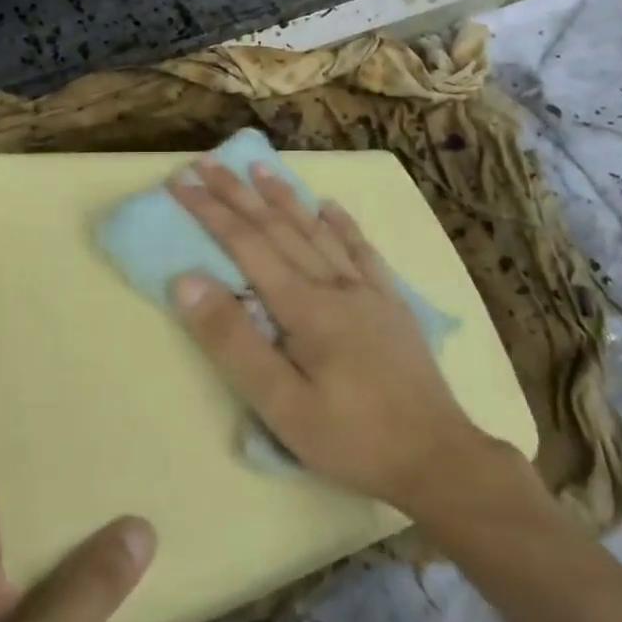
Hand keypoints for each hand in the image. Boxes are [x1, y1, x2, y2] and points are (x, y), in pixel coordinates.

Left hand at [0, 386, 155, 621]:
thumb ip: (81, 597)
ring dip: (50, 481)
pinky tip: (92, 542)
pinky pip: (21, 558)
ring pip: (12, 512)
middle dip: (39, 426)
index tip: (25, 338)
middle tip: (93, 385)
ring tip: (104, 446)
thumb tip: (141, 523)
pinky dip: (54, 535)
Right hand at [167, 159, 487, 511]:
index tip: (181, 183)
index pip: (246, 244)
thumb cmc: (351, 438)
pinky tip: (331, 206)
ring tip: (260, 168)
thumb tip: (188, 280)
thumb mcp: (280, 404)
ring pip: (317, 230)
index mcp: (304, 305)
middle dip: (238, 193)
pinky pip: (362, 251)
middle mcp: (333, 283)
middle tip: (208, 162)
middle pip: (278, 227)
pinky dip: (343, 225)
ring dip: (285, 197)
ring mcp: (367, 290)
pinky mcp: (392, 303)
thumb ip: (233, 340)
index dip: (210, 211)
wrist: (439, 458)